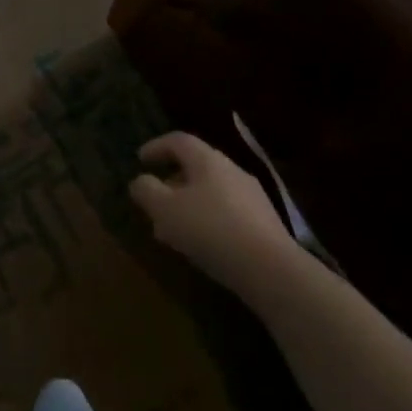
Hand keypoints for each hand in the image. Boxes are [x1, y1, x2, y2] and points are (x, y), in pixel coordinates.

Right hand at [130, 132, 294, 293]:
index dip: (156, 147)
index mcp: (207, 159)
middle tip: (154, 199)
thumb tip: (140, 181)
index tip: (140, 160)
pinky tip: (201, 245)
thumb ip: (147, 190)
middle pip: (196, 167)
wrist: (272, 270)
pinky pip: (227, 213)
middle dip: (171, 181)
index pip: (178, 140)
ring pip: (211, 192)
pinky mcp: (265, 224)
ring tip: (172, 229)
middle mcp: (232, 170)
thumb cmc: (211, 230)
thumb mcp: (165, 209)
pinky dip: (207, 221)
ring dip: (188, 205)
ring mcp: (252, 197)